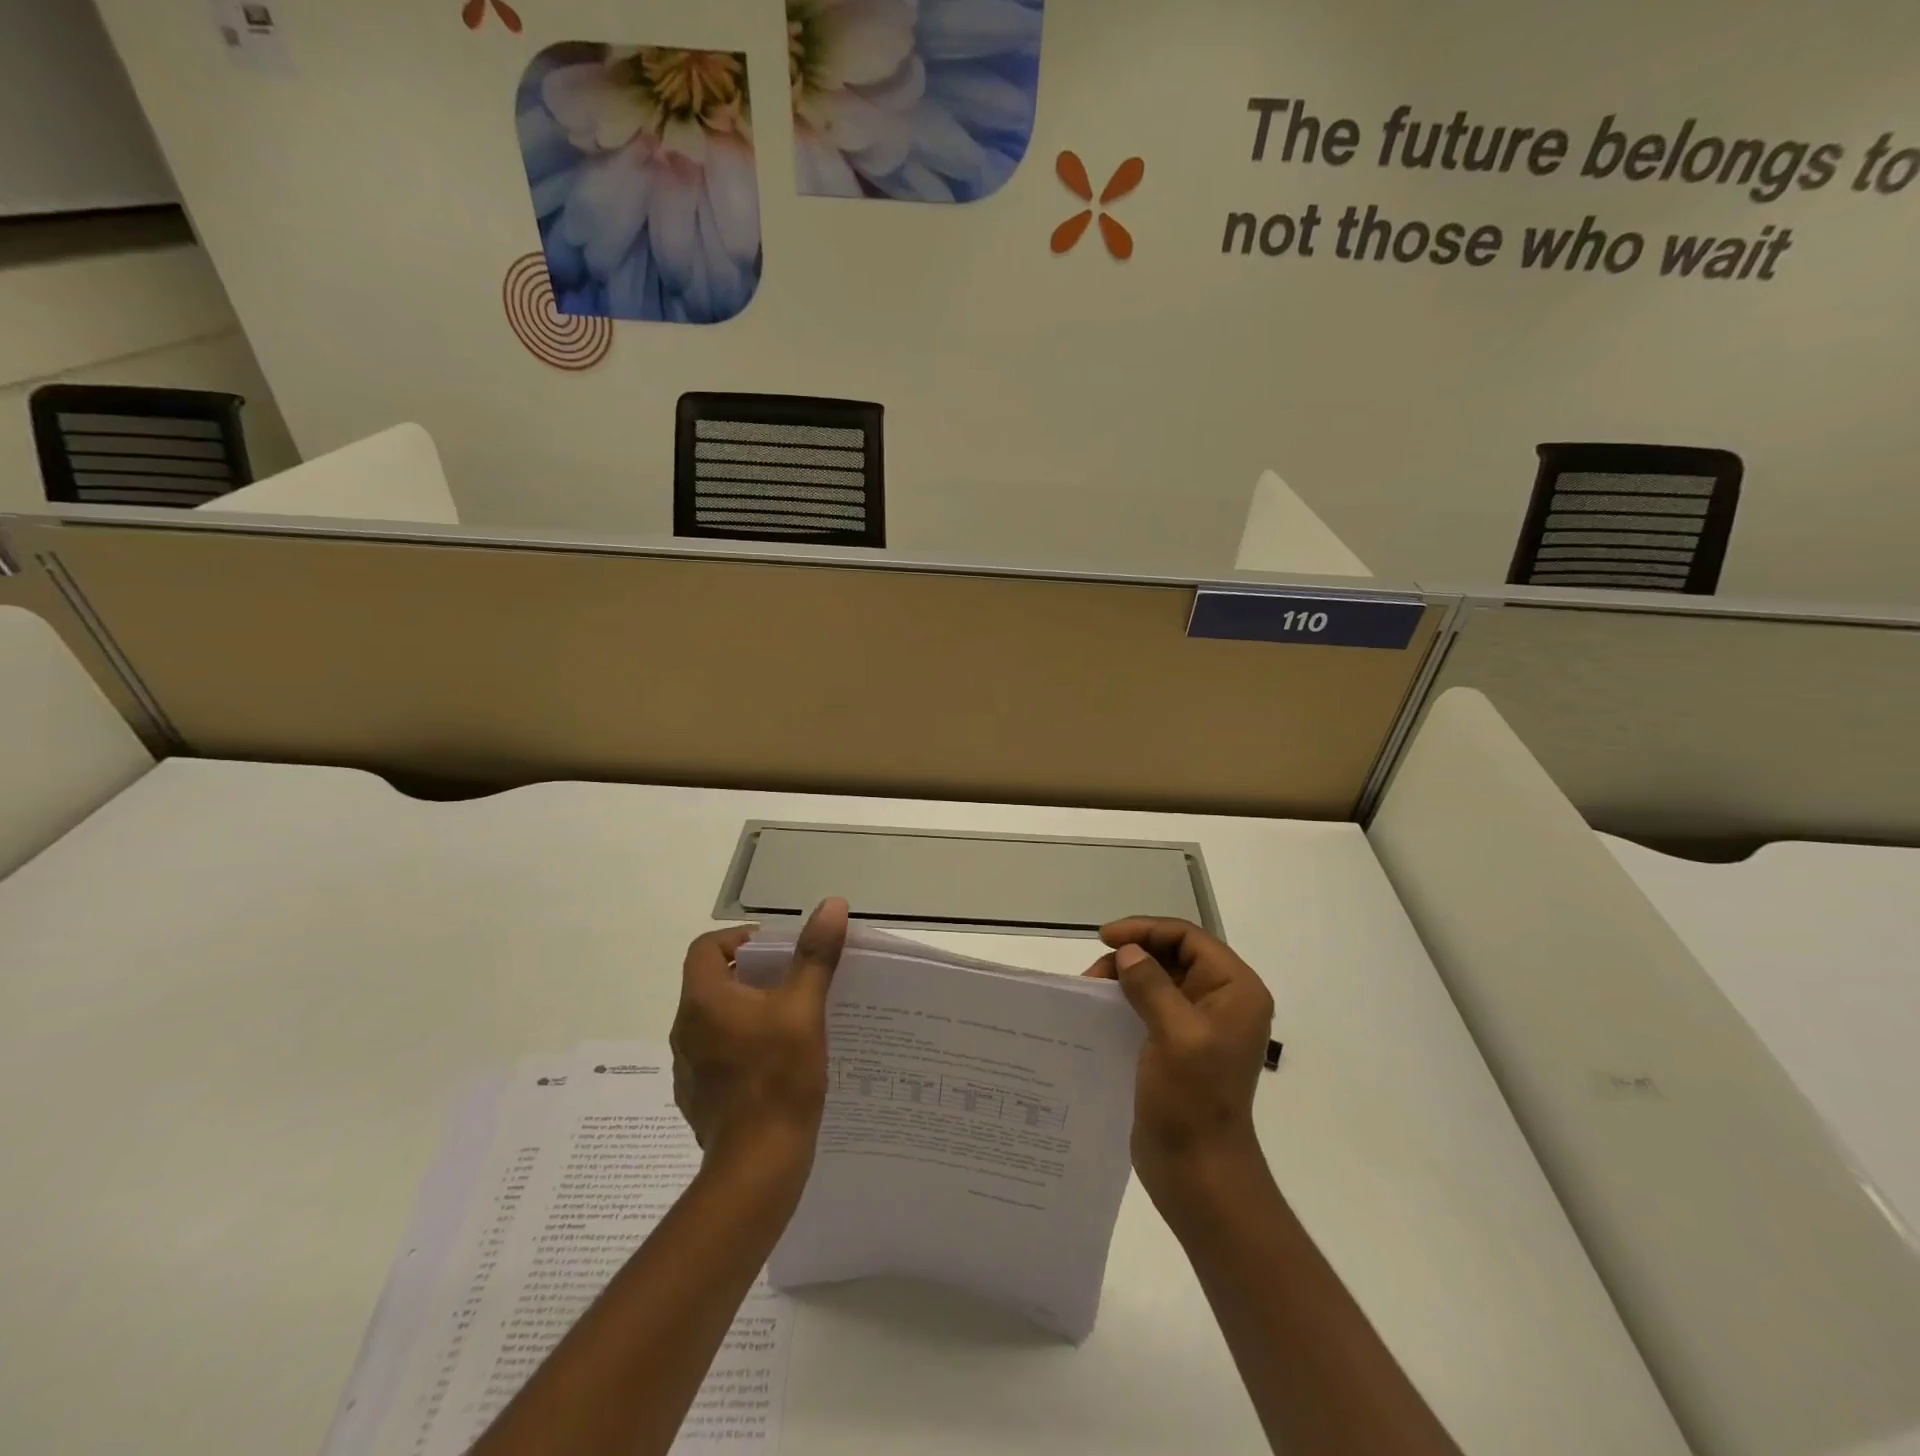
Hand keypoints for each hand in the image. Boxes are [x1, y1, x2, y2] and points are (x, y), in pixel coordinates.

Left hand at [670, 898, 848, 1177]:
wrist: (757, 1165)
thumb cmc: (779, 1077)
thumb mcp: (804, 1008)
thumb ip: (815, 955)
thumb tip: (831, 905)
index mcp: (703, 1000)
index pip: (706, 947)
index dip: (739, 938)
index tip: (776, 950)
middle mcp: (685, 1029)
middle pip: (712, 982)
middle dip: (752, 974)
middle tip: (793, 979)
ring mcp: (687, 1067)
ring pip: (716, 1019)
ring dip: (748, 1010)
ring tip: (790, 1018)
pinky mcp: (698, 1097)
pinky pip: (717, 1053)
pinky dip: (742, 1044)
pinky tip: (776, 1062)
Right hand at [1085, 917, 1274, 1203]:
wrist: (1199, 1173)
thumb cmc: (1193, 1101)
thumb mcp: (1175, 1035)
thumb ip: (1152, 985)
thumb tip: (1129, 954)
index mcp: (1236, 990)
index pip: (1189, 938)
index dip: (1146, 930)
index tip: (1105, 938)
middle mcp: (1224, 1000)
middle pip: (1174, 955)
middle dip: (1133, 955)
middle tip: (1094, 973)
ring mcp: (1202, 1024)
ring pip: (1160, 978)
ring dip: (1126, 977)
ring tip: (1093, 990)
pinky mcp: (1181, 1045)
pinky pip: (1153, 1006)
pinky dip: (1127, 1000)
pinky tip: (1102, 1009)